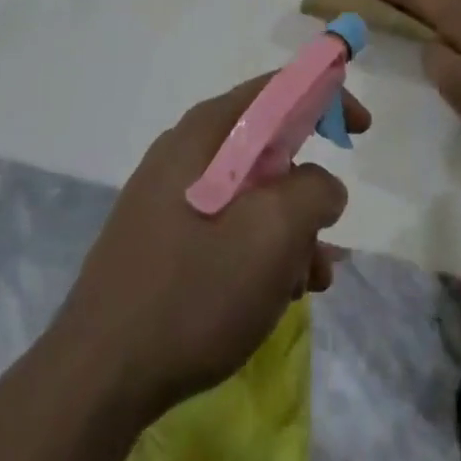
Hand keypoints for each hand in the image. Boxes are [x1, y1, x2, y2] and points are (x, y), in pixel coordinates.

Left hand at [50, 76, 368, 420]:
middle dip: (308, 188)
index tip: (361, 129)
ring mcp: (169, 192)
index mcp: (208, 131)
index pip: (277, 88)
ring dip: (288, 230)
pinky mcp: (161, 234)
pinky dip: (258, 248)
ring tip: (308, 284)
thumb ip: (313, 192)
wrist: (100, 371)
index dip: (325, 96)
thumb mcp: (273, 235)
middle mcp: (186, 149)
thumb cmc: (194, 290)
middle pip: (266, 145)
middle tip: (330, 236)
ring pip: (249, 192)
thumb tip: (321, 184)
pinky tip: (273, 296)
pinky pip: (225, 223)